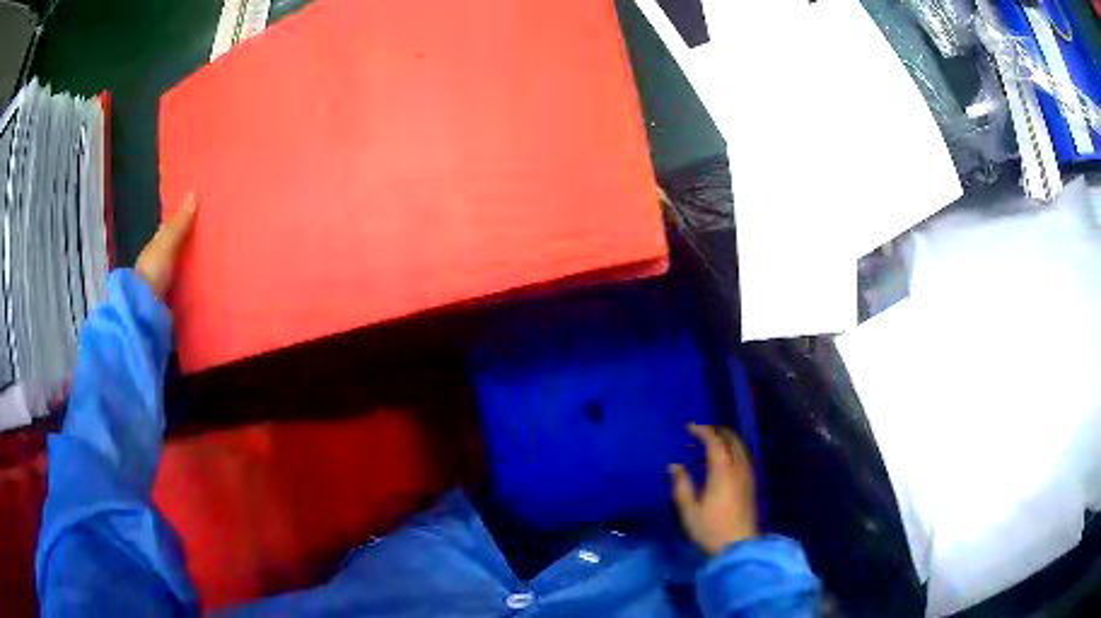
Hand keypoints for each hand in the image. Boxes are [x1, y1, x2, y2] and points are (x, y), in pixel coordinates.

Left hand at [136, 193, 196, 299]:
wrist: (144, 311)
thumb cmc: (153, 272)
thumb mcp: (167, 244)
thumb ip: (179, 225)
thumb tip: (193, 194)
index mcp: (153, 247)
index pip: (166, 232)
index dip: (178, 224)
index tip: (195, 218)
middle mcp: (154, 264)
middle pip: (171, 252)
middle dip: (183, 248)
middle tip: (205, 243)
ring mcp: (159, 286)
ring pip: (175, 272)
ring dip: (186, 270)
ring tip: (206, 268)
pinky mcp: (166, 305)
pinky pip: (179, 292)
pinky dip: (187, 289)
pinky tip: (197, 290)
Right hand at [670, 423, 758, 555]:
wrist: (739, 545)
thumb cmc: (710, 528)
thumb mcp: (689, 509)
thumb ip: (682, 484)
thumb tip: (675, 465)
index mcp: (722, 470)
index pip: (714, 441)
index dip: (702, 431)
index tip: (689, 427)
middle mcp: (738, 467)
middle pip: (731, 439)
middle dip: (716, 431)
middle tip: (700, 433)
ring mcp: (747, 474)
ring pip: (740, 446)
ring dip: (726, 440)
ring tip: (710, 444)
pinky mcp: (751, 483)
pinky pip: (743, 456)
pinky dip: (733, 450)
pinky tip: (723, 460)